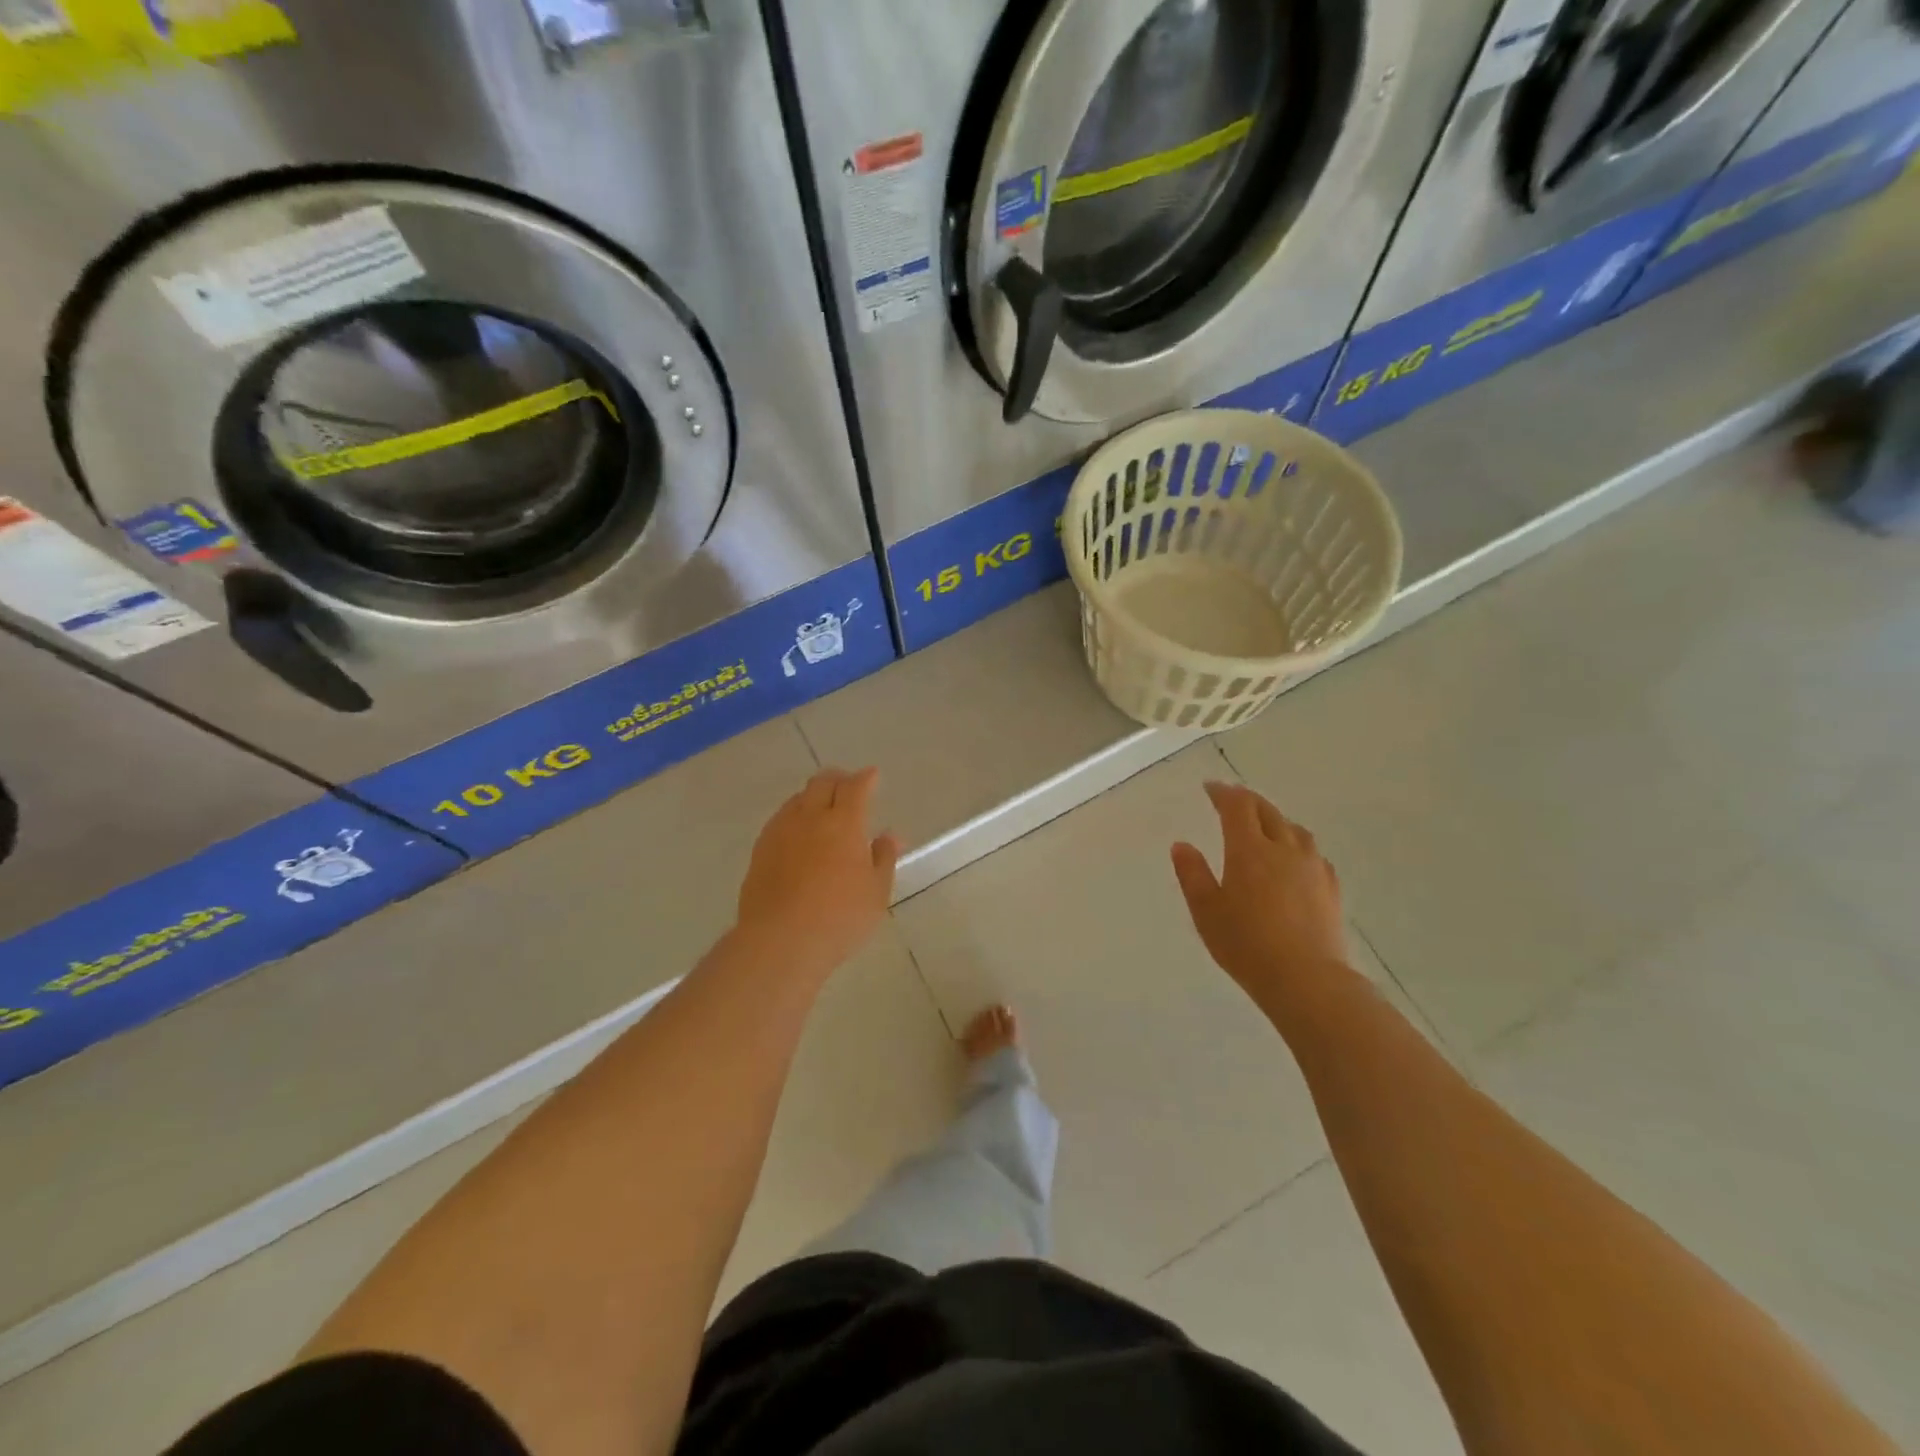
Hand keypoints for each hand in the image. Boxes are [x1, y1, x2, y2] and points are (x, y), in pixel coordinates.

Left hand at [736, 767, 899, 981]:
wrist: (780, 941)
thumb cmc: (839, 917)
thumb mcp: (876, 892)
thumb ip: (883, 859)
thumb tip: (890, 836)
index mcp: (844, 823)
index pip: (856, 788)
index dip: (866, 778)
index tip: (872, 775)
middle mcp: (810, 817)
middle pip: (822, 783)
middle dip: (838, 779)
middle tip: (847, 785)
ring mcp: (780, 831)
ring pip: (797, 799)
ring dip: (813, 795)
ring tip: (822, 807)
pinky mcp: (760, 850)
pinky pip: (780, 819)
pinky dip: (794, 816)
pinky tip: (798, 833)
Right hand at [1171, 782, 1349, 1009]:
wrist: (1306, 980)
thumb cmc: (1246, 944)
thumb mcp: (1206, 911)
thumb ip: (1192, 874)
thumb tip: (1182, 845)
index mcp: (1249, 850)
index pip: (1237, 807)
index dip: (1223, 793)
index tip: (1210, 788)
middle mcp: (1283, 849)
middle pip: (1268, 812)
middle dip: (1248, 801)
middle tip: (1233, 799)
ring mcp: (1312, 868)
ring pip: (1295, 830)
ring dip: (1276, 819)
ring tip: (1265, 825)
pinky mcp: (1331, 889)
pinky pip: (1314, 854)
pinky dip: (1298, 845)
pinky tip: (1295, 860)